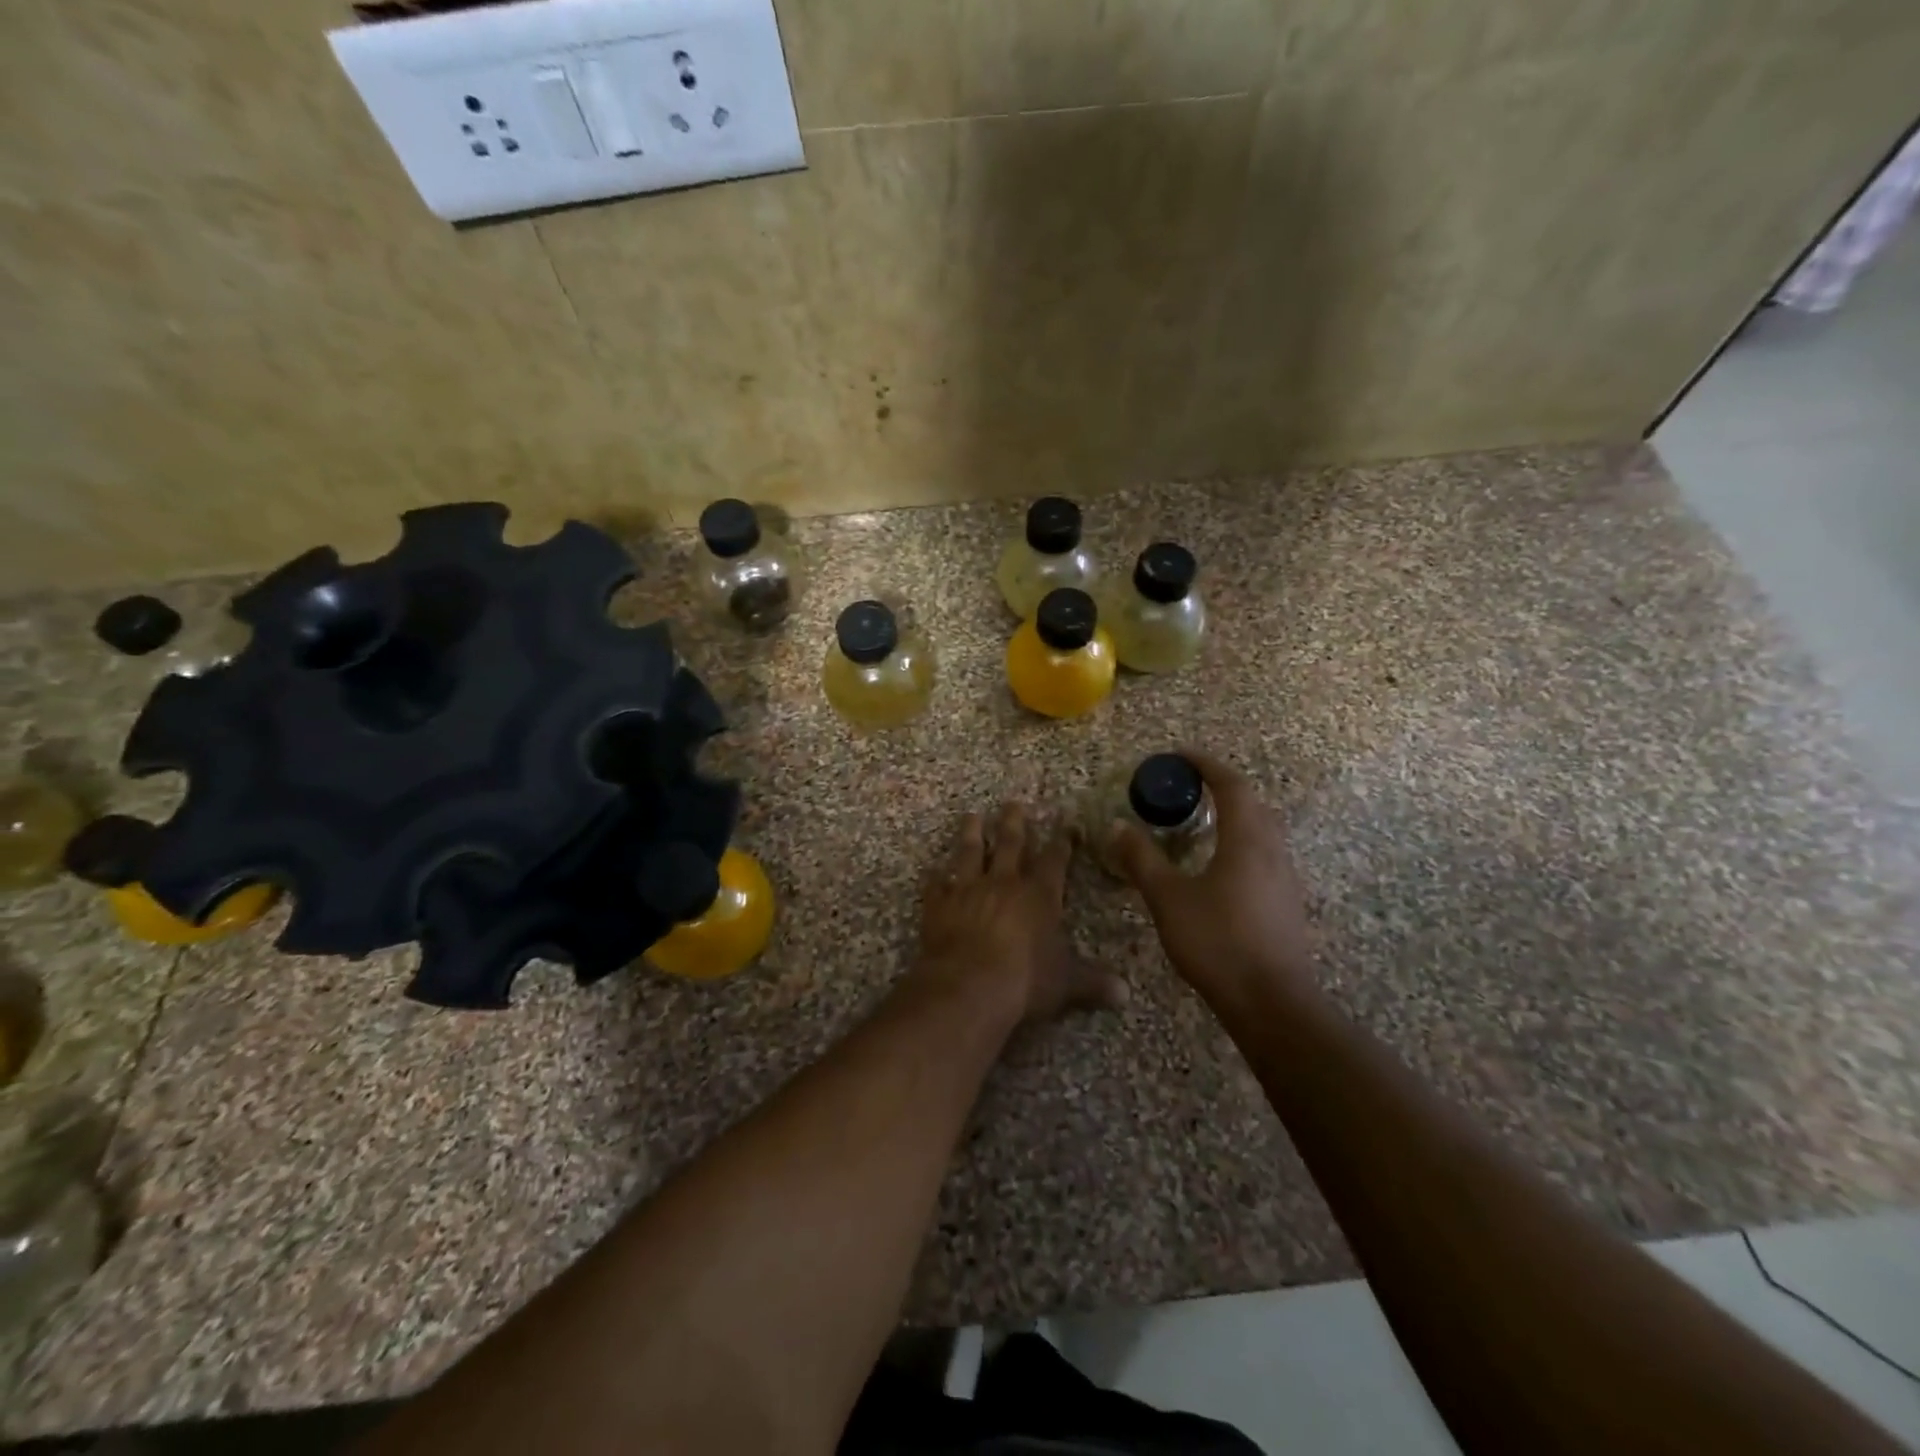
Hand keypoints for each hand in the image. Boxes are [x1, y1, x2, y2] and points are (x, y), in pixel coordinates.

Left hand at [915, 802, 1125, 1025]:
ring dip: (971, 833)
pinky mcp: (939, 905)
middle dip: (1014, 822)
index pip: (1055, 861)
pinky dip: (936, 878)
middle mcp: (1004, 883)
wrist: (968, 987)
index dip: (1063, 841)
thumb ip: (1094, 983)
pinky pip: (936, 885)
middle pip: (1010, 844)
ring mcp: (968, 890)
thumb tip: (1126, 994)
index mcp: (1039, 896)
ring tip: (972, 816)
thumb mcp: (1066, 984)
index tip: (1067, 822)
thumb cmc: (1025, 981)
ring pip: (970, 852)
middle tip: (1012, 802)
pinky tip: (934, 870)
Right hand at [1107, 750, 1317, 1011]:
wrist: (1271, 1002)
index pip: (1231, 785)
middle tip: (1187, 787)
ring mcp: (1284, 878)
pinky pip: (1263, 854)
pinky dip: (1239, 841)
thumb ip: (1142, 860)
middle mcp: (1272, 850)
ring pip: (1261, 830)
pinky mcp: (1286, 902)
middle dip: (1220, 787)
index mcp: (1246, 840)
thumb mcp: (1168, 898)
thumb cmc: (1218, 942)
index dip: (1205, 764)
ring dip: (1233, 815)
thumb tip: (1117, 826)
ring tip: (1199, 822)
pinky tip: (1218, 865)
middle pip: (1252, 803)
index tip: (1179, 755)